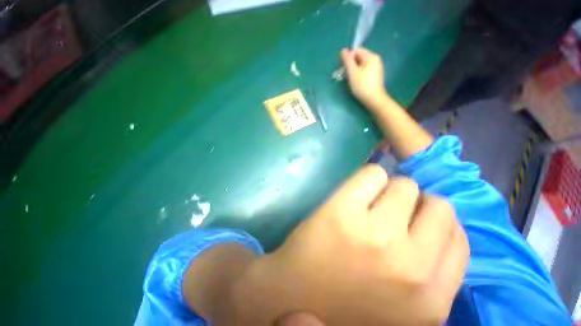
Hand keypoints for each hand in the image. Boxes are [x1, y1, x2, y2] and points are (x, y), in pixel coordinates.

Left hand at [242, 165, 468, 324]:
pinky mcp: (342, 210)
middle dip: (415, 205)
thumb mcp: (405, 307)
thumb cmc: (347, 302)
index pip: (459, 239)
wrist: (291, 295)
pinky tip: (355, 192)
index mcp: (432, 299)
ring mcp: (374, 233)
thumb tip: (439, 224)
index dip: (436, 223)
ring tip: (370, 203)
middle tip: (389, 211)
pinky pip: (372, 173)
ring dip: (391, 190)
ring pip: (404, 185)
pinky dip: (369, 178)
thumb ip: (432, 273)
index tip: (417, 221)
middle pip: (437, 205)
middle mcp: (411, 265)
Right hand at [341, 48, 388, 107]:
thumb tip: (343, 50)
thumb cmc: (362, 85)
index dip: (348, 57)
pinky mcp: (375, 76)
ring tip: (349, 79)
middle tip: (344, 75)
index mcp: (371, 56)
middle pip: (359, 57)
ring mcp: (376, 68)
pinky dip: (358, 74)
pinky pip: (364, 70)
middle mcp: (375, 60)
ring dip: (353, 70)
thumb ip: (347, 60)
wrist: (373, 99)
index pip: (357, 50)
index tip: (342, 68)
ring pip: (361, 65)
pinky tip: (355, 82)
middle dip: (350, 64)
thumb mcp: (352, 72)